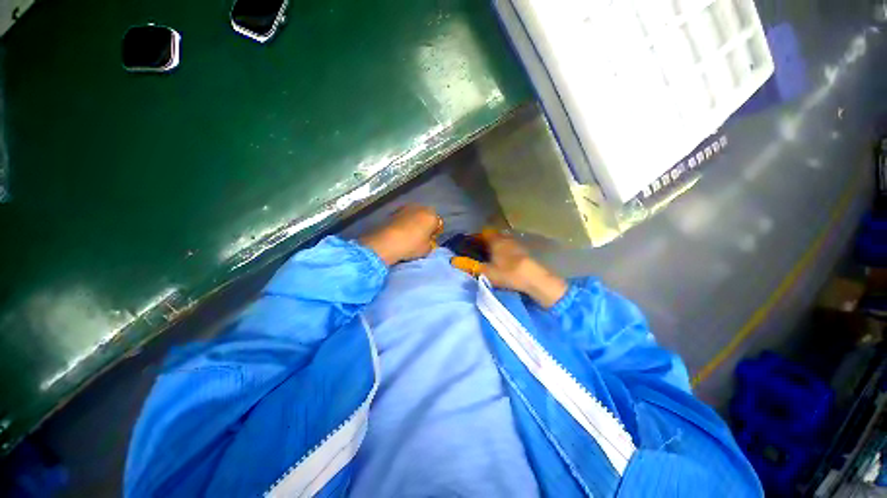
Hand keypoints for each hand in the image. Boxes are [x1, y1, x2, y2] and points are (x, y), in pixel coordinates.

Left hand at [359, 205, 442, 265]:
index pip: (437, 223)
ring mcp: (405, 207)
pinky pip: (403, 217)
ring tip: (409, 234)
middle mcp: (420, 207)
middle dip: (424, 224)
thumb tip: (427, 241)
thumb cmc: (411, 245)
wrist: (386, 242)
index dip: (434, 232)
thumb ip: (430, 243)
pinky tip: (399, 232)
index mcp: (432, 215)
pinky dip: (403, 222)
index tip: (430, 240)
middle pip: (425, 215)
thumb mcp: (427, 249)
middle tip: (420, 236)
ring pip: (414, 215)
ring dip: (413, 222)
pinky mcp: (393, 211)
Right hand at [481, 231, 567, 308]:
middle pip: (495, 235)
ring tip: (494, 256)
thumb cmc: (507, 273)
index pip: (485, 232)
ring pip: (504, 241)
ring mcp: (517, 243)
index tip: (473, 243)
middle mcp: (506, 238)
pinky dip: (507, 251)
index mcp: (495, 240)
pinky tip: (506, 261)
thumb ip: (474, 266)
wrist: (533, 277)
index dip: (478, 237)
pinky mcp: (525, 251)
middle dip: (489, 241)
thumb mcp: (487, 272)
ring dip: (499, 246)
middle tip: (483, 251)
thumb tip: (458, 261)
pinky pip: (512, 247)